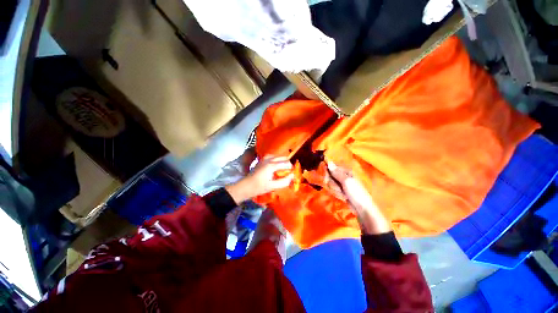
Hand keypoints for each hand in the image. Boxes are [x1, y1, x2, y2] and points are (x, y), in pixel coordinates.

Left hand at [225, 156, 293, 203]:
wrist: (245, 186)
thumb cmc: (259, 187)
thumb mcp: (273, 186)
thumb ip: (284, 181)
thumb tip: (292, 176)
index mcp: (272, 165)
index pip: (286, 163)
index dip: (291, 168)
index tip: (292, 173)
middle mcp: (268, 160)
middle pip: (282, 157)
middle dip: (287, 163)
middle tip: (288, 171)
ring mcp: (264, 159)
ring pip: (277, 156)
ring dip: (281, 160)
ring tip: (283, 168)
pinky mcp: (261, 161)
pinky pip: (271, 156)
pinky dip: (276, 159)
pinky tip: (276, 165)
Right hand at [325, 162, 391, 234]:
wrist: (362, 208)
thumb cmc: (356, 192)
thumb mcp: (346, 181)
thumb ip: (337, 172)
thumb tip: (329, 162)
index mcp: (347, 171)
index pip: (333, 167)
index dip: (329, 172)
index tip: (327, 177)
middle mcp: (344, 176)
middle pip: (331, 175)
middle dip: (332, 182)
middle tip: (338, 188)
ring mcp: (342, 184)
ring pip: (331, 183)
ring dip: (335, 189)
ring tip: (342, 193)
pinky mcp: (340, 190)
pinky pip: (333, 189)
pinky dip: (336, 193)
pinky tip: (341, 196)